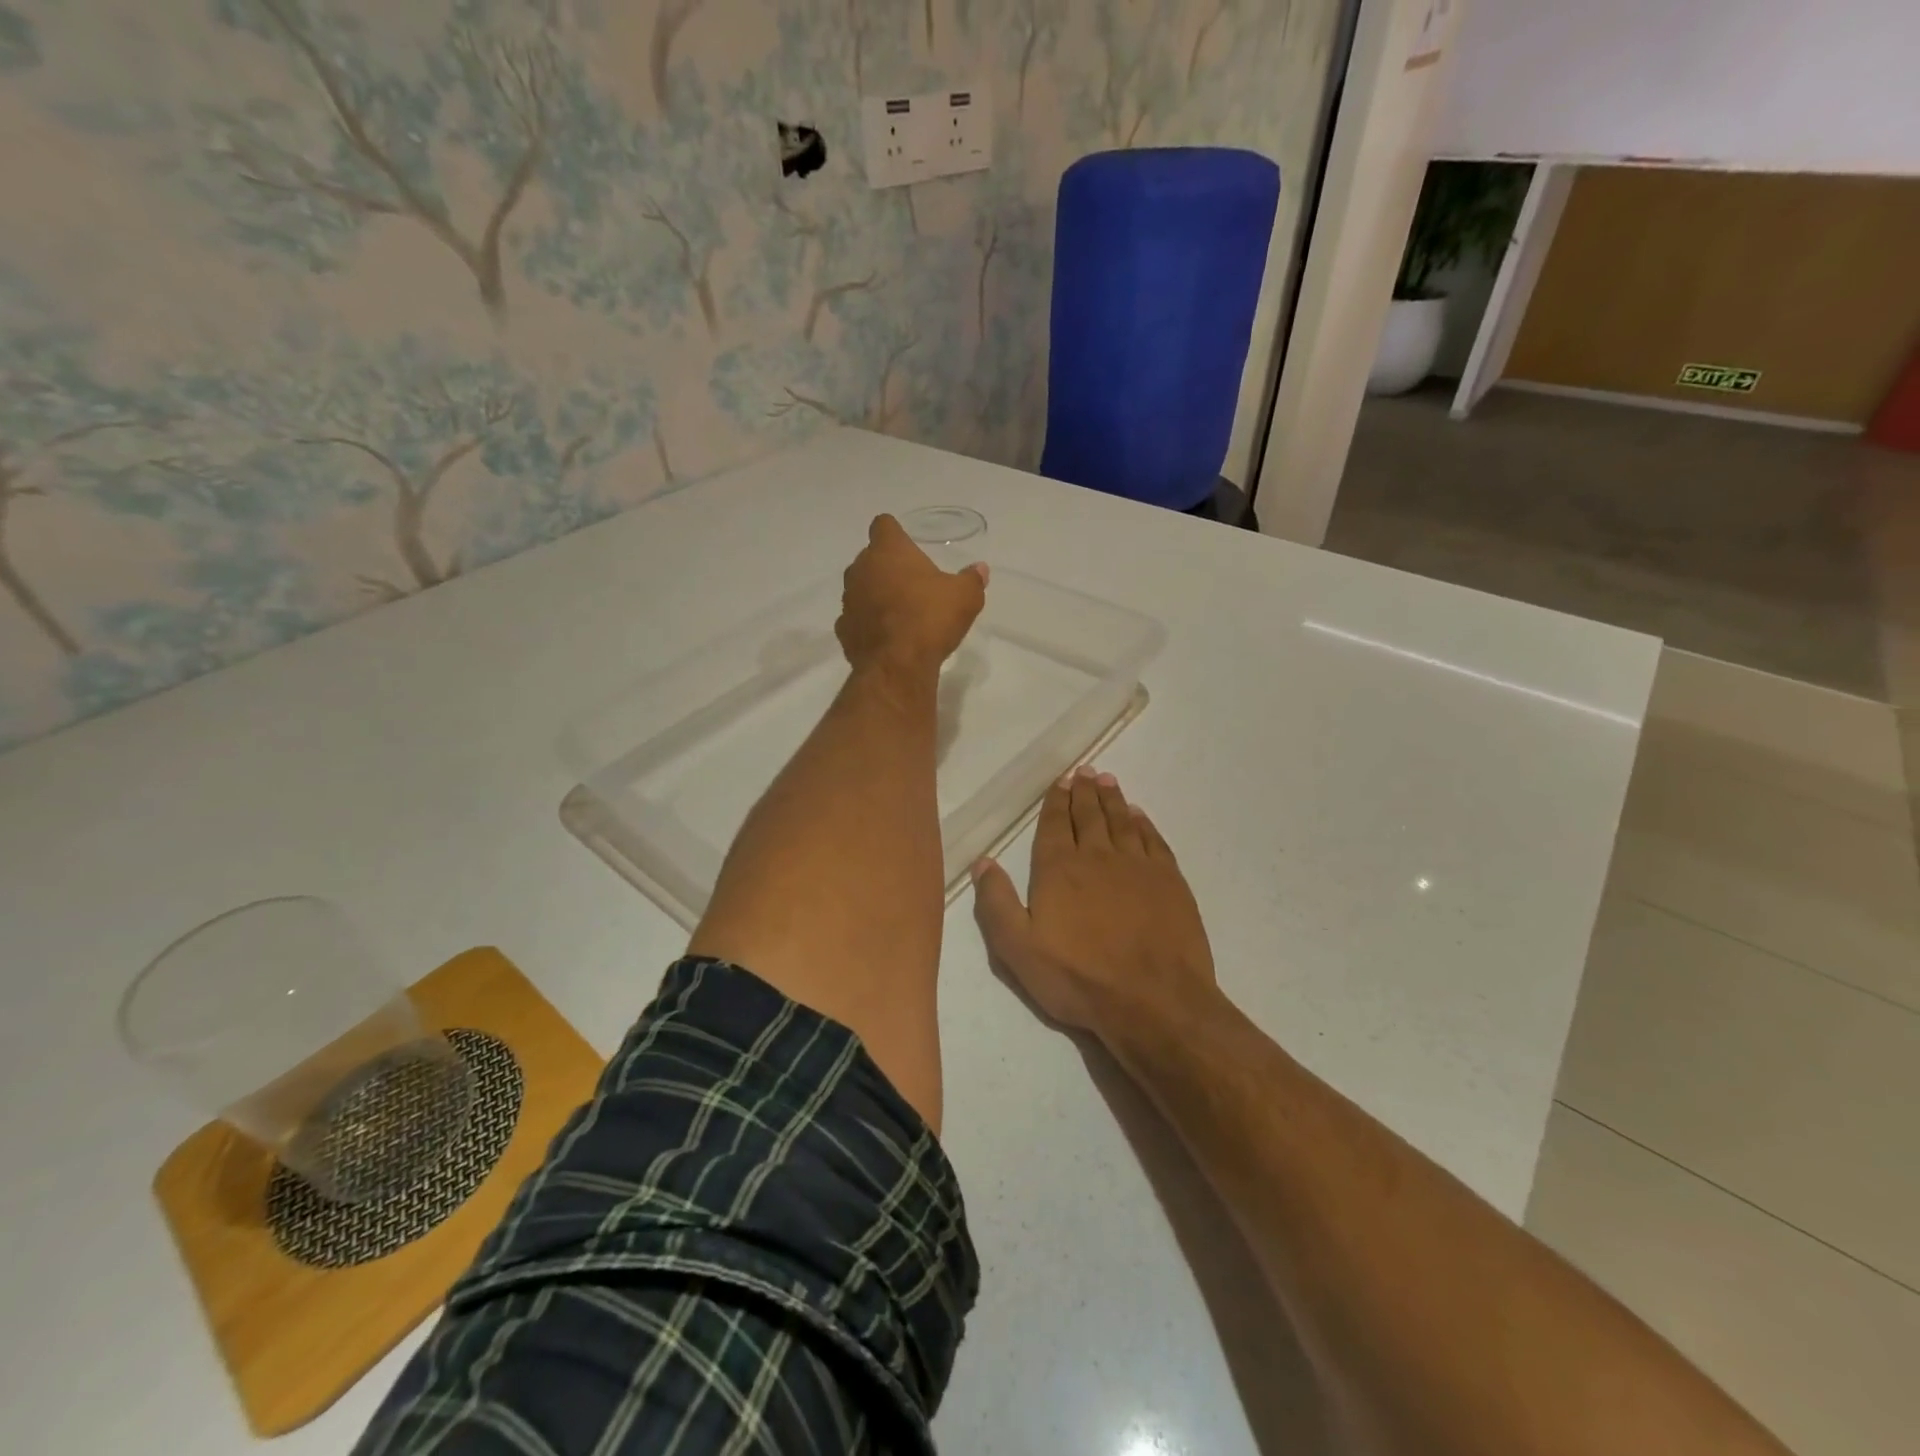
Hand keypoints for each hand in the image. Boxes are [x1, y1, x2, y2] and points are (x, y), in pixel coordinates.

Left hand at [836, 514, 987, 673]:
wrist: (897, 665)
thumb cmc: (930, 618)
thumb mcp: (965, 597)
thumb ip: (972, 579)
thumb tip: (980, 569)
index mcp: (888, 551)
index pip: (883, 525)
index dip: (895, 534)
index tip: (908, 546)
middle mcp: (860, 569)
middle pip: (870, 558)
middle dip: (887, 567)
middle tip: (912, 584)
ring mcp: (848, 601)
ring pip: (861, 588)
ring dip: (875, 595)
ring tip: (900, 612)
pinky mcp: (843, 630)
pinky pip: (857, 619)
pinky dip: (868, 623)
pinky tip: (886, 636)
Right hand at [972, 768, 1215, 1036]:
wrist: (1154, 1000)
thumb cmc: (1079, 978)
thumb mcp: (1019, 950)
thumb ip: (996, 903)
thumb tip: (984, 861)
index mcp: (1058, 869)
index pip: (1054, 825)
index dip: (1055, 802)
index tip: (1060, 781)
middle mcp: (1097, 856)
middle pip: (1089, 815)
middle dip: (1083, 791)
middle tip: (1084, 771)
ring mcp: (1137, 866)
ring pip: (1121, 821)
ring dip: (1112, 799)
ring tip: (1107, 780)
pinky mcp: (1169, 880)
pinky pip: (1153, 840)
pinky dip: (1144, 823)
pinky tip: (1139, 815)